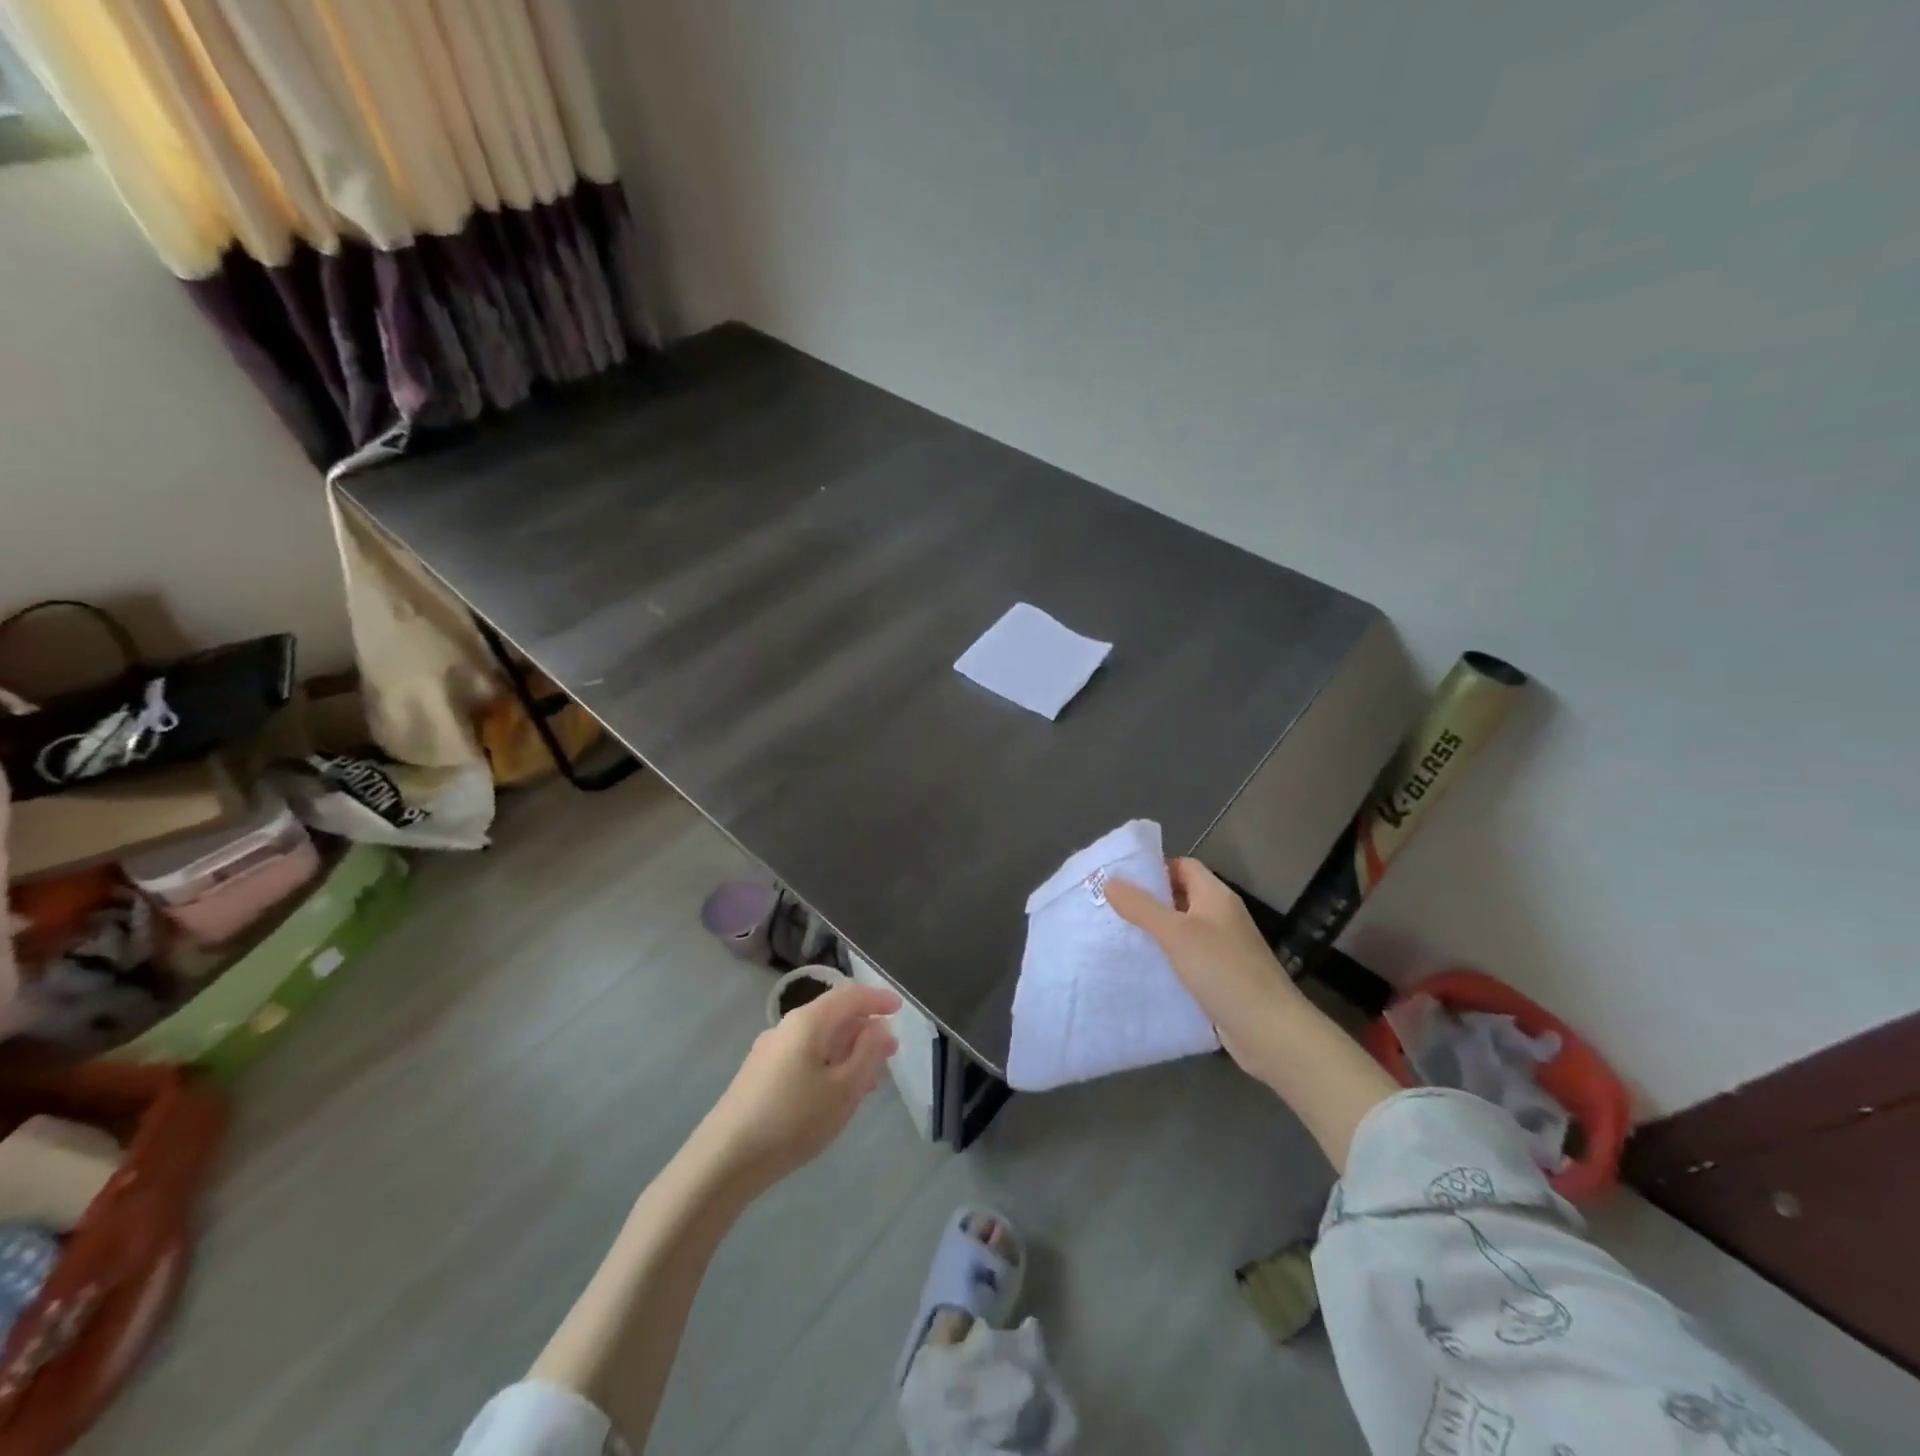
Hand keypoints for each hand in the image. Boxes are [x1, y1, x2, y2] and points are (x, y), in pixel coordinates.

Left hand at [695, 982, 900, 1195]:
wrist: (724, 1160)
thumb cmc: (793, 1120)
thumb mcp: (843, 1089)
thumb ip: (867, 1054)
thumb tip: (879, 1028)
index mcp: (808, 1022)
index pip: (849, 996)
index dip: (877, 1000)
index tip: (900, 1009)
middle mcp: (786, 1027)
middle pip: (833, 1015)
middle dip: (864, 1029)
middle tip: (890, 1051)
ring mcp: (769, 1050)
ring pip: (818, 1039)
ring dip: (847, 1050)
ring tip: (870, 1077)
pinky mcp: (759, 1074)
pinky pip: (803, 1056)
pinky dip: (827, 1063)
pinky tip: (835, 1092)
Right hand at [1106, 858, 1306, 1087]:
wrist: (1269, 1031)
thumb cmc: (1223, 971)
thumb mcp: (1176, 934)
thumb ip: (1142, 907)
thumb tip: (1110, 881)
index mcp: (1216, 896)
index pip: (1183, 866)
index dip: (1154, 869)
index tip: (1121, 881)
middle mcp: (1221, 917)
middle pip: (1180, 897)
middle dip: (1148, 902)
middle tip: (1110, 909)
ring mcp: (1223, 949)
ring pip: (1182, 931)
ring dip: (1154, 934)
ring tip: (1117, 938)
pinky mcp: (1220, 979)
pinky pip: (1187, 960)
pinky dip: (1166, 961)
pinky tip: (1141, 971)